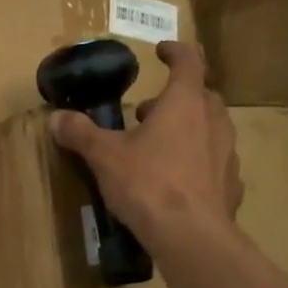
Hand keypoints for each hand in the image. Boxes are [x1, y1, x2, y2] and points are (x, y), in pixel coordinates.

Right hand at [49, 40, 242, 251]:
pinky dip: (199, 163)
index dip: (175, 51)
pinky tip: (180, 181)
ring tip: (160, 147)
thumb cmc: (148, 184)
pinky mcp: (231, 185)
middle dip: (176, 98)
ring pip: (211, 129)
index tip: (161, 51)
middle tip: (148, 112)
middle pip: (202, 96)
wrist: (191, 236)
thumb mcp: (105, 157)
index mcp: (184, 104)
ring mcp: (227, 154)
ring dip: (189, 129)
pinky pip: (215, 164)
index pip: (188, 62)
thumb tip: (56, 118)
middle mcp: (213, 121)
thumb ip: (81, 134)